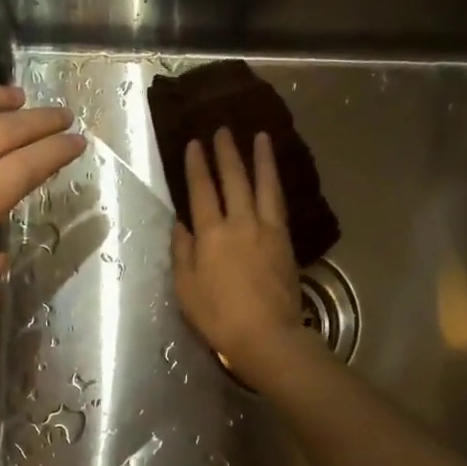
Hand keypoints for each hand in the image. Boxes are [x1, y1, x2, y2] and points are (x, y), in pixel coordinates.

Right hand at [170, 128, 316, 388]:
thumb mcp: (186, 288)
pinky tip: (274, 177)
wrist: (267, 335)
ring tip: (260, 136)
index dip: (198, 165)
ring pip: (264, 185)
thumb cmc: (218, 316)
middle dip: (227, 153)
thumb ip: (183, 252)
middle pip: (234, 180)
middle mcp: (240, 223)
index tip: (196, 143)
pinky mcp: (285, 241)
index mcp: (211, 234)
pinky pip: (279, 204)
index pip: (202, 191)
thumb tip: (181, 225)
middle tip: (224, 130)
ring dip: (261, 159)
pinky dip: (275, 184)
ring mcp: (267, 230)